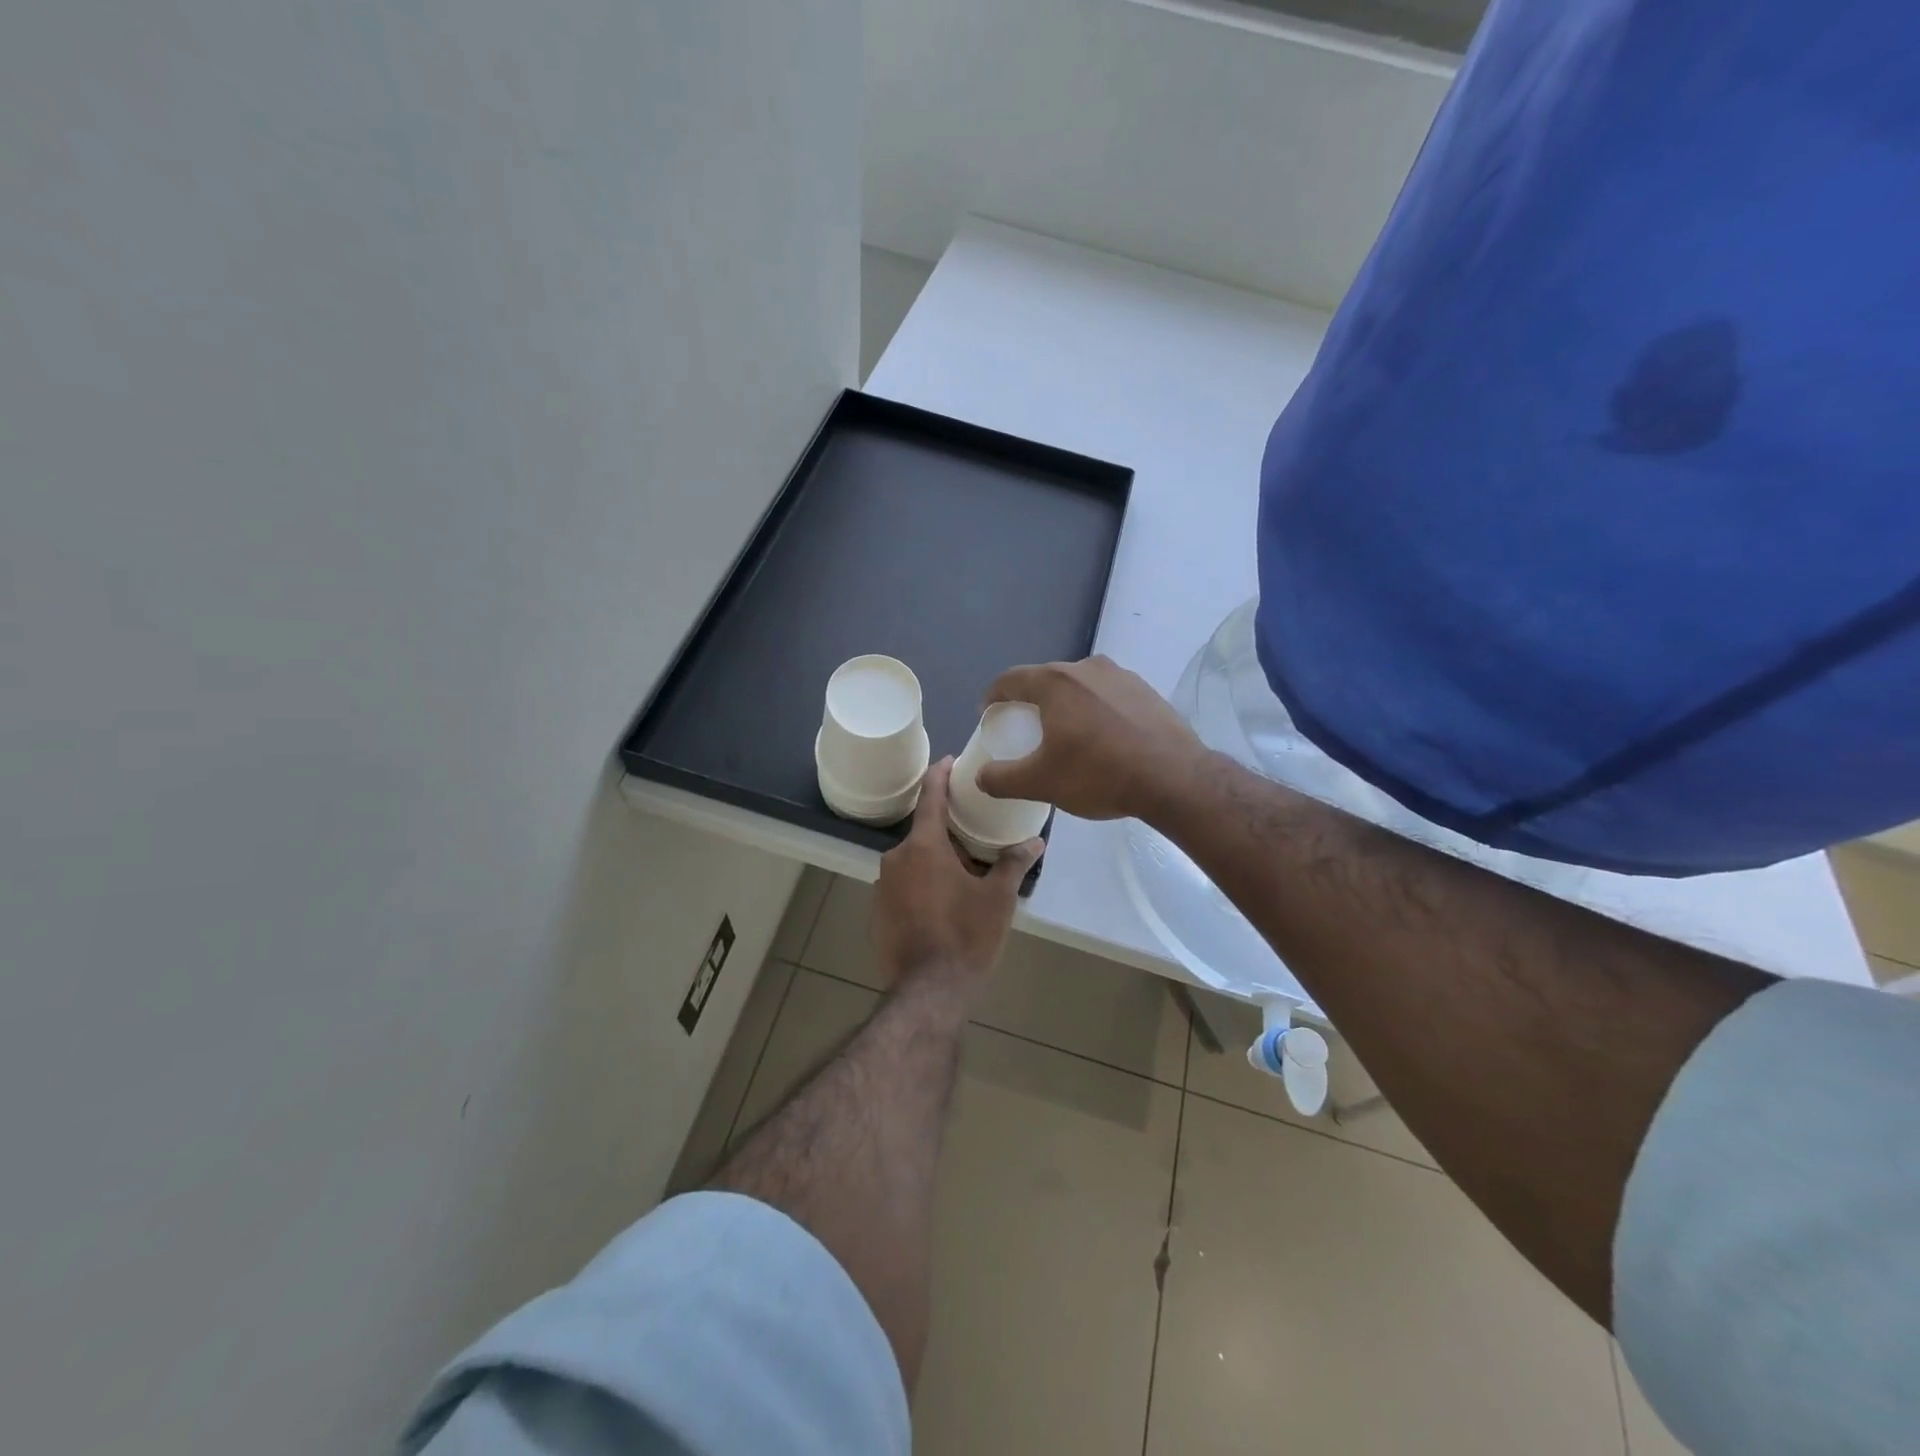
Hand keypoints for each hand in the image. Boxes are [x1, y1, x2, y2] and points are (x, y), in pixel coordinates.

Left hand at [870, 758, 1042, 991]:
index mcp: (923, 846)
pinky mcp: (877, 913)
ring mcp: (882, 887)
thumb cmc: (966, 936)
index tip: (949, 761)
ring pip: (913, 862)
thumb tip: (1036, 841)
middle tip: (975, 836)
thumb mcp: (998, 898)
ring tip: (964, 874)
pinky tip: (943, 904)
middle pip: (923, 833)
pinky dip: (921, 886)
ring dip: (935, 862)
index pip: (930, 796)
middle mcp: (896, 859)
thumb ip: (1014, 863)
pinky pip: (903, 886)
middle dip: (947, 832)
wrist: (928, 992)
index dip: (940, 775)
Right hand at [975, 656, 1208, 822]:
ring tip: (1066, 733)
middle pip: (1046, 679)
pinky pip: (1108, 696)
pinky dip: (1096, 710)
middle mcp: (1086, 668)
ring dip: (1066, 704)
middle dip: (1030, 700)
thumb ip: (1002, 779)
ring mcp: (1121, 676)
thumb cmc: (1099, 775)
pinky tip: (1103, 738)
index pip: (1010, 679)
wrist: (1174, 779)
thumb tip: (982, 776)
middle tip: (1025, 727)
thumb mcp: (1041, 783)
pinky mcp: (1146, 690)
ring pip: (1080, 686)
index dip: (993, 696)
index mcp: (1055, 682)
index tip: (988, 713)